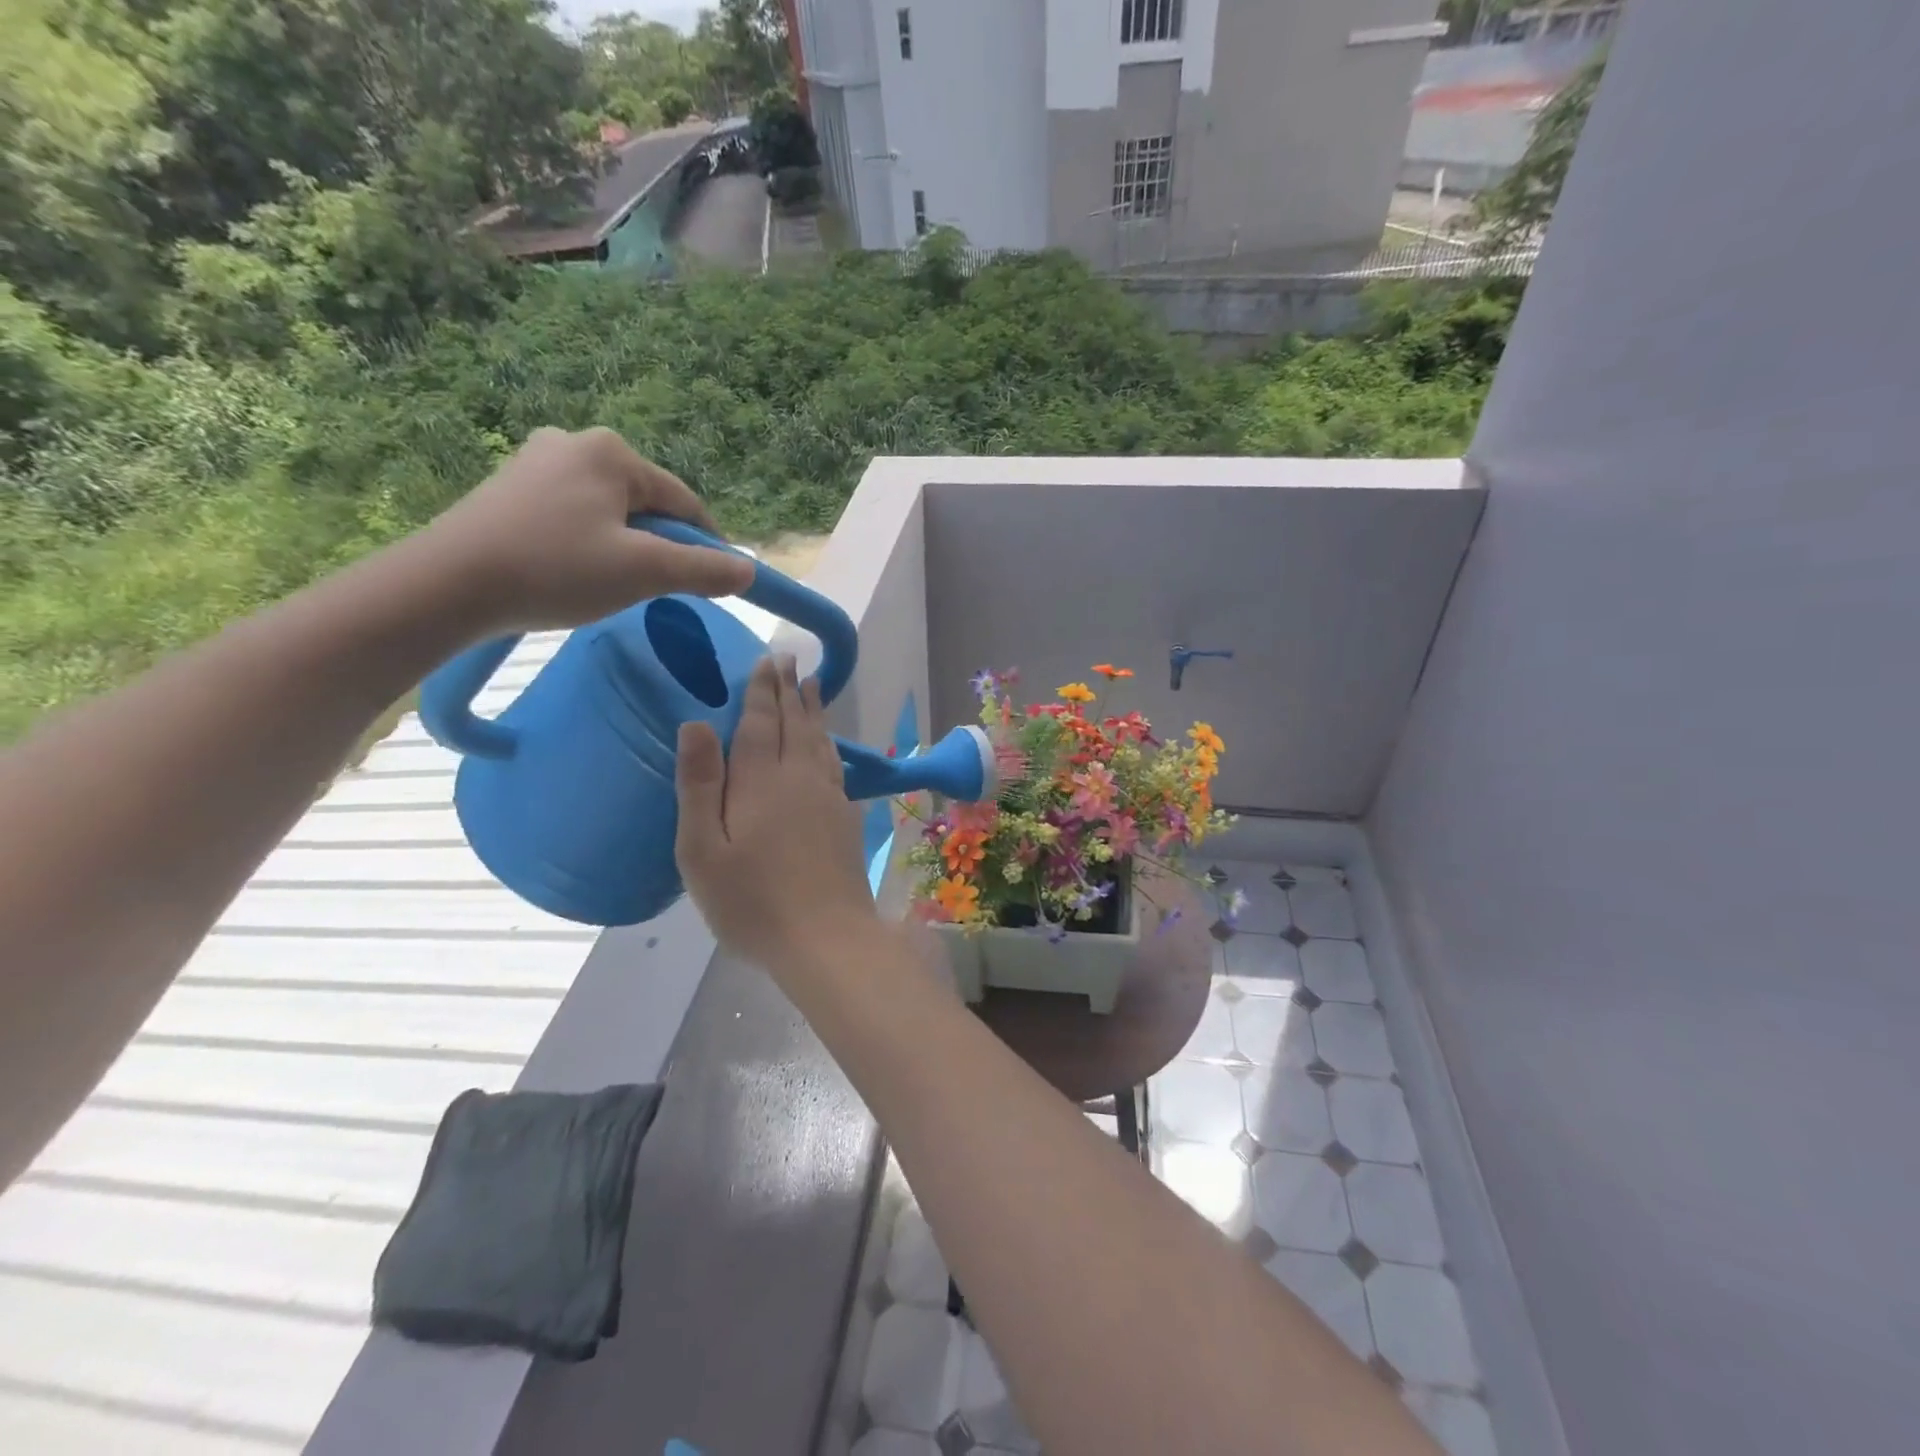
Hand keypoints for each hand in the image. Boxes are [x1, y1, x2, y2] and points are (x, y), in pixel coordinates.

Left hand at [420, 426, 752, 632]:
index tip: (716, 582)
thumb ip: (704, 570)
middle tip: (653, 589)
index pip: (684, 502)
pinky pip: (575, 515)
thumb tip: (748, 571)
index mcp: (612, 453)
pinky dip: (589, 544)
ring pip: (611, 512)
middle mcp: (575, 442)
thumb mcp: (644, 573)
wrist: (448, 586)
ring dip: (625, 547)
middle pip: (647, 504)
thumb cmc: (556, 570)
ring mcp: (537, 462)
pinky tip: (574, 572)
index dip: (708, 545)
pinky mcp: (510, 487)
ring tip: (610, 585)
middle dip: (660, 546)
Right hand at [674, 655, 880, 973]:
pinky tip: (828, 746)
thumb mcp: (703, 849)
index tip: (767, 660)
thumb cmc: (752, 900)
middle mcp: (800, 778)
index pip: (761, 722)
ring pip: (819, 741)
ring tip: (813, 686)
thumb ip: (700, 784)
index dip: (763, 690)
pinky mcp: (845, 819)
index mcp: (761, 780)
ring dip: (813, 711)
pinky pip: (835, 766)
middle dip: (790, 689)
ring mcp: (829, 798)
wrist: (825, 938)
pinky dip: (828, 745)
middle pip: (795, 723)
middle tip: (789, 660)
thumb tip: (696, 723)